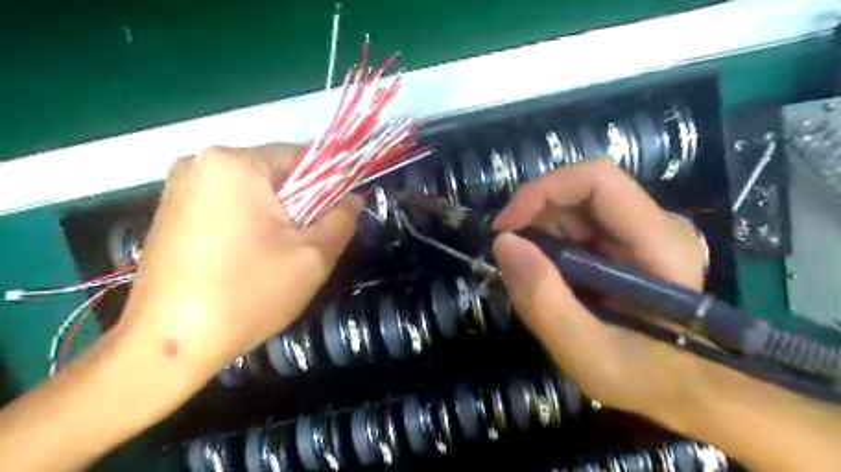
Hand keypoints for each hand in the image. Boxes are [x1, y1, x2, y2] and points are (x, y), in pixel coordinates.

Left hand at [116, 146, 358, 373]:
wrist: (169, 346)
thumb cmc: (248, 294)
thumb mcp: (313, 257)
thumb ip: (342, 219)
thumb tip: (353, 197)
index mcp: (235, 164)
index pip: (303, 157)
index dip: (330, 185)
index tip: (337, 217)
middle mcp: (201, 163)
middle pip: (276, 175)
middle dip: (300, 205)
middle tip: (307, 244)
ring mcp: (179, 187)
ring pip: (253, 192)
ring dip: (276, 217)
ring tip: (278, 256)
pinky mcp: (170, 211)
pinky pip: (228, 206)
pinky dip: (249, 224)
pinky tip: (248, 258)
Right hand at [494, 160, 740, 432]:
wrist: (682, 391)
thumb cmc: (643, 379)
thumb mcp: (586, 353)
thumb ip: (544, 300)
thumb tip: (503, 243)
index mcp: (659, 243)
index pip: (597, 180)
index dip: (542, 192)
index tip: (504, 229)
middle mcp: (655, 224)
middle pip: (580, 192)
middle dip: (534, 220)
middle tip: (511, 262)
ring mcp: (642, 231)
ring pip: (574, 208)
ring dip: (540, 235)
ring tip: (532, 278)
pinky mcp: (627, 242)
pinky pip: (577, 226)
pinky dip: (549, 246)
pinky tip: (549, 278)